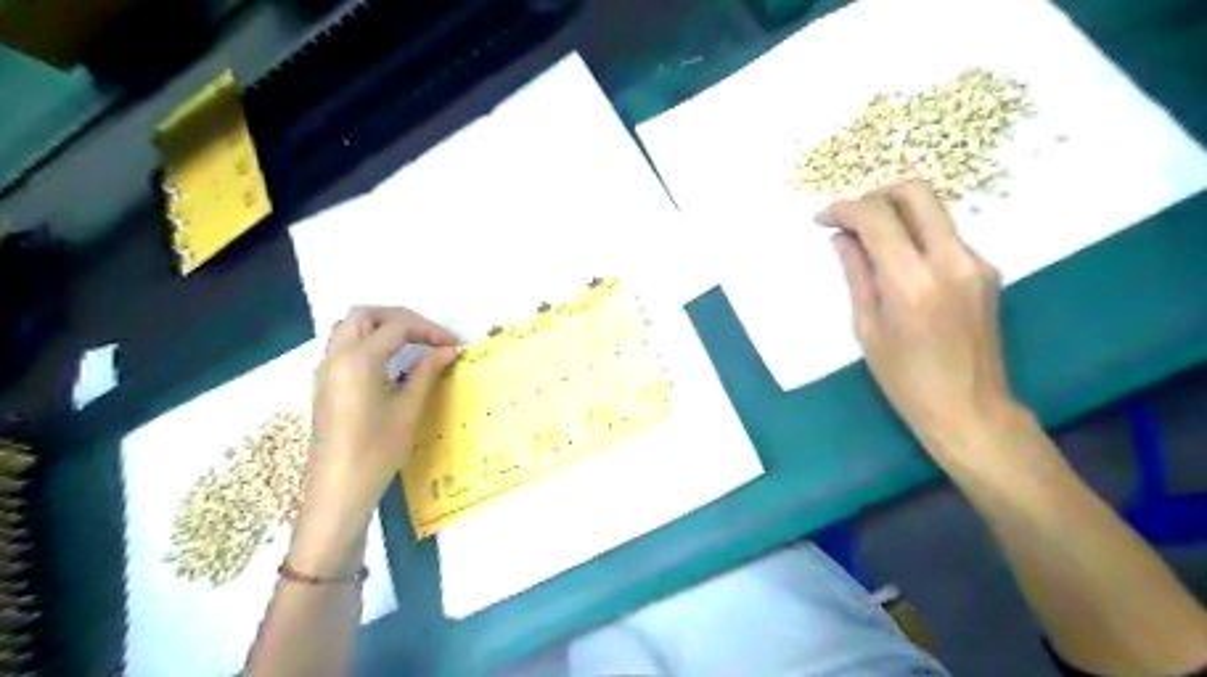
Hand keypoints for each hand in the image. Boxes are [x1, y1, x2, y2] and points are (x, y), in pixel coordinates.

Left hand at [290, 310, 460, 573]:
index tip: (454, 345)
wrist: (339, 489)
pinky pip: (343, 344)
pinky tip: (390, 361)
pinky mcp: (325, 382)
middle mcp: (337, 356)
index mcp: (359, 360)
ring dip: (381, 325)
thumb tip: (448, 350)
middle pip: (366, 314)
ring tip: (411, 343)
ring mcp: (326, 369)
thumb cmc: (377, 450)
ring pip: (350, 326)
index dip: (430, 330)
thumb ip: (427, 372)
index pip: (397, 326)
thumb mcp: (408, 409)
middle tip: (429, 336)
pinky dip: (368, 340)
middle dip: (401, 318)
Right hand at [826, 177, 1011, 454]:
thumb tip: (841, 238)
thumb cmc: (905, 379)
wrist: (969, 407)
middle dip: (876, 195)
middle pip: (916, 193)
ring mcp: (976, 262)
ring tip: (868, 242)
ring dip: (897, 215)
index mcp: (913, 280)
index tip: (823, 220)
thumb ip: (856, 274)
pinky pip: (945, 235)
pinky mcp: (986, 270)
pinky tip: (899, 262)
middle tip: (851, 218)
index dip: (844, 209)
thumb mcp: (867, 328)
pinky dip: (916, 235)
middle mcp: (951, 260)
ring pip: (933, 211)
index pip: (877, 218)